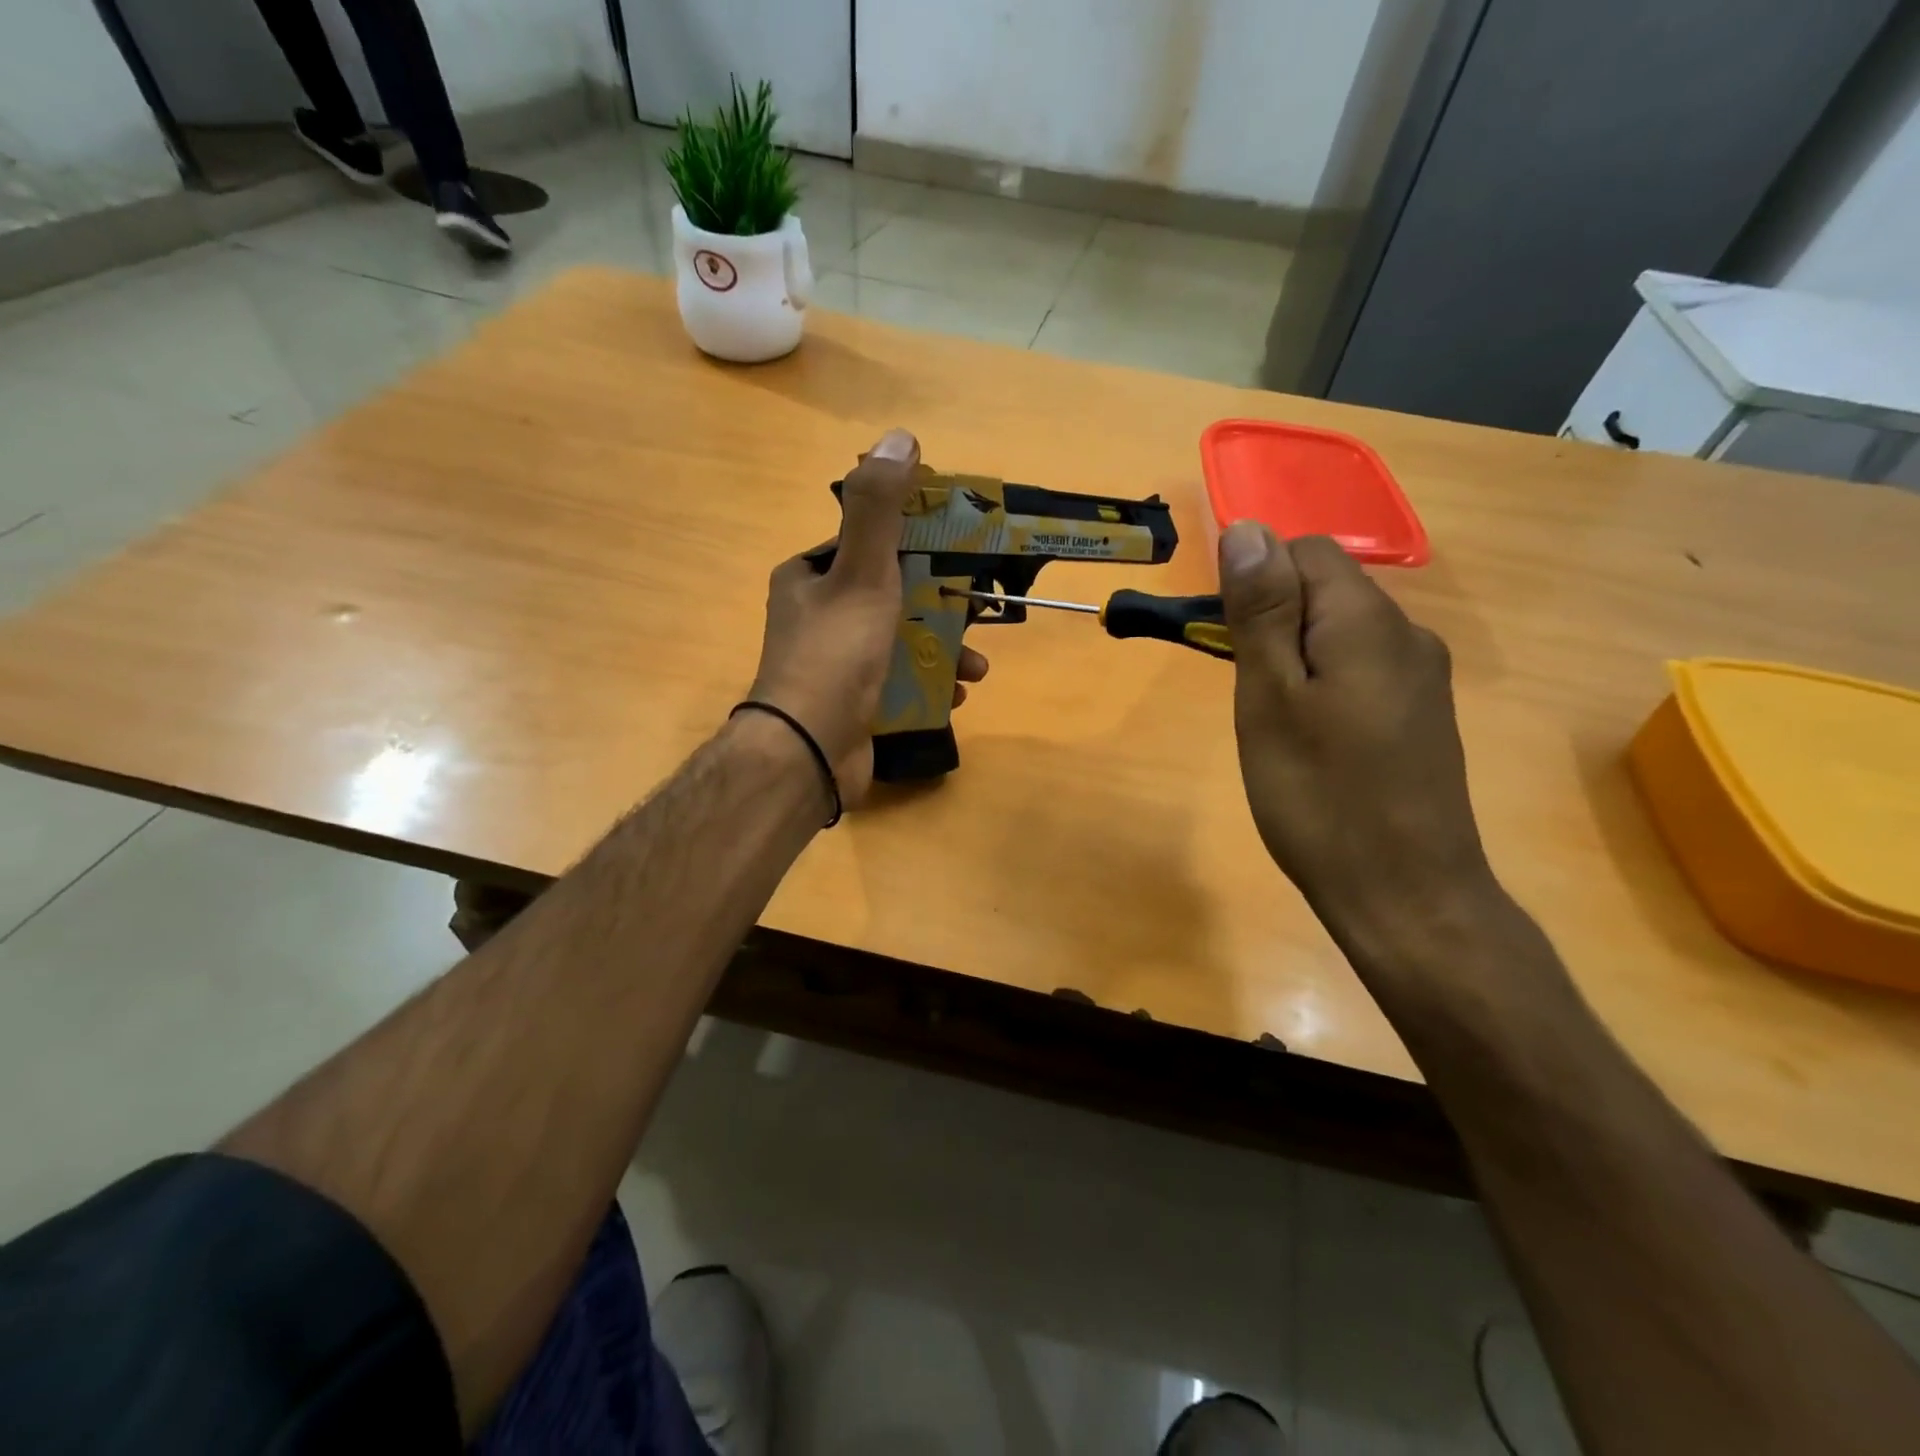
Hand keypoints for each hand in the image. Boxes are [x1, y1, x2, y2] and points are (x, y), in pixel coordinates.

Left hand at [747, 428, 987, 804]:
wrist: (808, 752)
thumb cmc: (835, 655)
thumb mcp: (861, 573)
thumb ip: (880, 510)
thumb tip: (900, 437)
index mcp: (810, 578)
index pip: (869, 545)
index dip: (918, 544)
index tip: (961, 554)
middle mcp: (818, 616)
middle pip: (894, 596)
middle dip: (942, 607)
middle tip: (982, 615)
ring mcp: (835, 665)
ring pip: (901, 643)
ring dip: (944, 651)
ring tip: (977, 669)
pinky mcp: (852, 705)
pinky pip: (899, 683)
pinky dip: (929, 685)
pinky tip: (955, 695)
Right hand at [1218, 522, 1493, 954]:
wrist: (1405, 895)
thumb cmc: (1319, 797)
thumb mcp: (1269, 698)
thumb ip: (1259, 611)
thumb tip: (1246, 528)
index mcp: (1368, 621)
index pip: (1304, 551)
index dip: (1254, 582)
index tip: (1226, 643)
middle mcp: (1407, 634)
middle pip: (1324, 590)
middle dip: (1269, 622)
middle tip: (1244, 693)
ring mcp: (1421, 678)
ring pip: (1339, 633)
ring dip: (1292, 657)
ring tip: (1271, 724)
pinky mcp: (1421, 715)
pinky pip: (1360, 670)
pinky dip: (1321, 685)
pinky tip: (1309, 741)